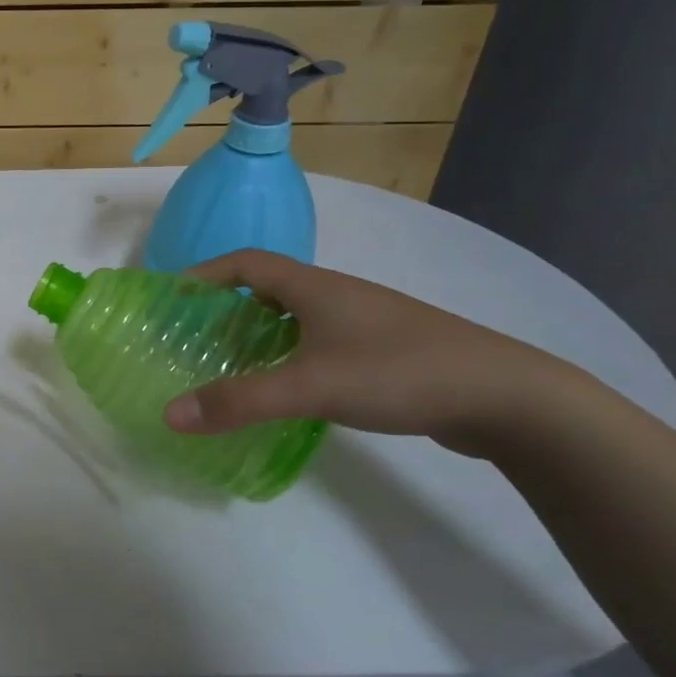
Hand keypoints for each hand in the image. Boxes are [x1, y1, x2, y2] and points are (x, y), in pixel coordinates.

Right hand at [162, 249, 567, 454]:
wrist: (507, 397)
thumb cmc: (398, 372)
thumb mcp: (309, 386)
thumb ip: (239, 401)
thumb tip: (169, 413)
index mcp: (315, 287)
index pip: (246, 263)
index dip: (205, 273)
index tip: (173, 296)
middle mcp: (337, 295)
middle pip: (268, 288)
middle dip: (226, 308)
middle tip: (194, 338)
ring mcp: (364, 323)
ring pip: (296, 318)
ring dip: (259, 334)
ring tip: (231, 364)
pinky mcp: (384, 351)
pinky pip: (320, 342)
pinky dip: (290, 355)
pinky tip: (288, 388)